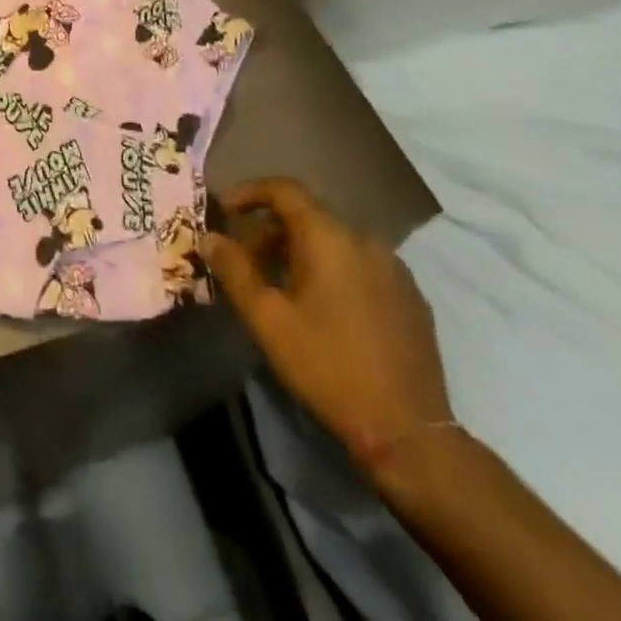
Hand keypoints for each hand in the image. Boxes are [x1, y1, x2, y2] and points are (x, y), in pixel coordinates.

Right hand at [201, 178, 451, 469]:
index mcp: (329, 236)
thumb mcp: (267, 319)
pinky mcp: (411, 296)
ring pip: (335, 241)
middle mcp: (364, 239)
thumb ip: (234, 269)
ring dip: (301, 251)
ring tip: (281, 287)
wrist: (407, 430)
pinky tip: (324, 308)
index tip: (224, 209)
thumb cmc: (326, 366)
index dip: (249, 192)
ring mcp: (394, 267)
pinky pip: (361, 265)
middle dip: (270, 231)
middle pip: (308, 216)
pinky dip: (333, 270)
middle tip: (245, 261)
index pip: (284, 190)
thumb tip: (209, 236)